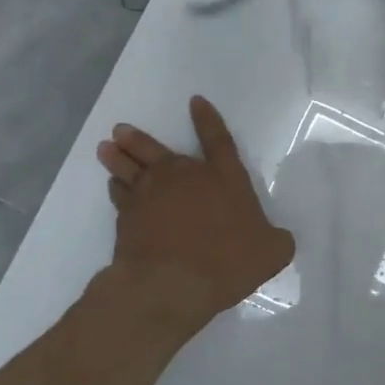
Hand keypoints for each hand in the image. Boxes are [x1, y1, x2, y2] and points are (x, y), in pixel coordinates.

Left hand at [96, 97, 295, 330]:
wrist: (171, 283)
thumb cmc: (228, 262)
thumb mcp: (272, 252)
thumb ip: (276, 239)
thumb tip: (278, 239)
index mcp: (224, 178)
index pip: (218, 140)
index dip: (208, 120)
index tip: (195, 101)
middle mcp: (185, 177)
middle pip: (158, 150)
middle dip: (140, 139)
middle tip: (120, 129)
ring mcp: (151, 195)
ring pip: (130, 169)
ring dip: (118, 158)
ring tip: (106, 148)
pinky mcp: (127, 217)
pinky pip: (119, 196)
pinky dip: (115, 189)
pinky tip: (112, 186)